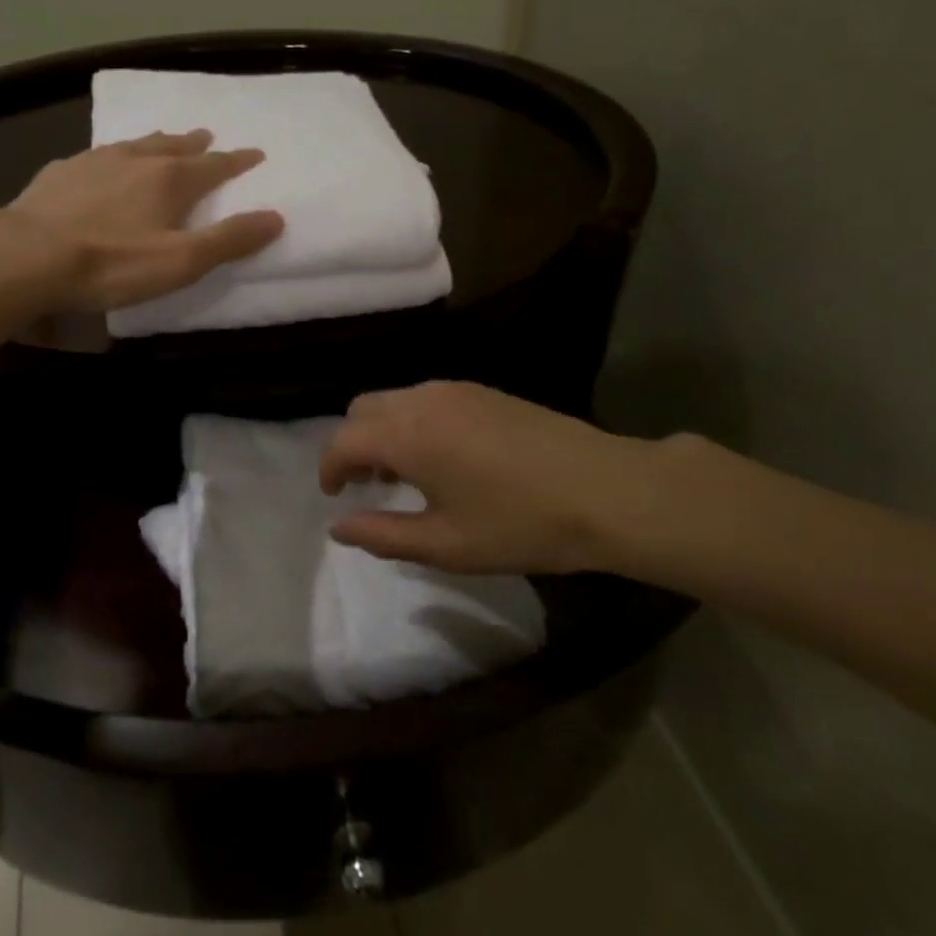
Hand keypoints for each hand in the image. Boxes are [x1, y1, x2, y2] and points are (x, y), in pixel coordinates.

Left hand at [0, 130, 283, 311]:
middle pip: (174, 146)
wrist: (28, 255)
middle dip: (195, 144)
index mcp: (169, 179)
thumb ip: (229, 240)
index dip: (237, 161)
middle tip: (208, 136)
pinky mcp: (60, 172)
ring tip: (165, 140)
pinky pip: (97, 155)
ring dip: (156, 142)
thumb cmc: (112, 263)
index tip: (255, 154)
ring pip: (135, 144)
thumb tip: (275, 217)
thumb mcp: (181, 261)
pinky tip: (104, 162)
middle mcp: (135, 160)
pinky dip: (114, 155)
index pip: (214, 166)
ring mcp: (94, 162)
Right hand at [318, 381, 683, 577]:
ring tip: (404, 474)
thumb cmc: (521, 525)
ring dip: (383, 431)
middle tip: (366, 486)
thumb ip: (382, 535)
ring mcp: (456, 390)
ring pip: (395, 400)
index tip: (334, 497)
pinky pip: (426, 398)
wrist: (607, 491)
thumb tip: (338, 527)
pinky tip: (442, 457)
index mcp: (408, 435)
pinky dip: (412, 421)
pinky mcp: (483, 391)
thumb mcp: (446, 545)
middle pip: (363, 409)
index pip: (343, 440)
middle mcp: (423, 400)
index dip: (328, 468)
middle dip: (352, 444)